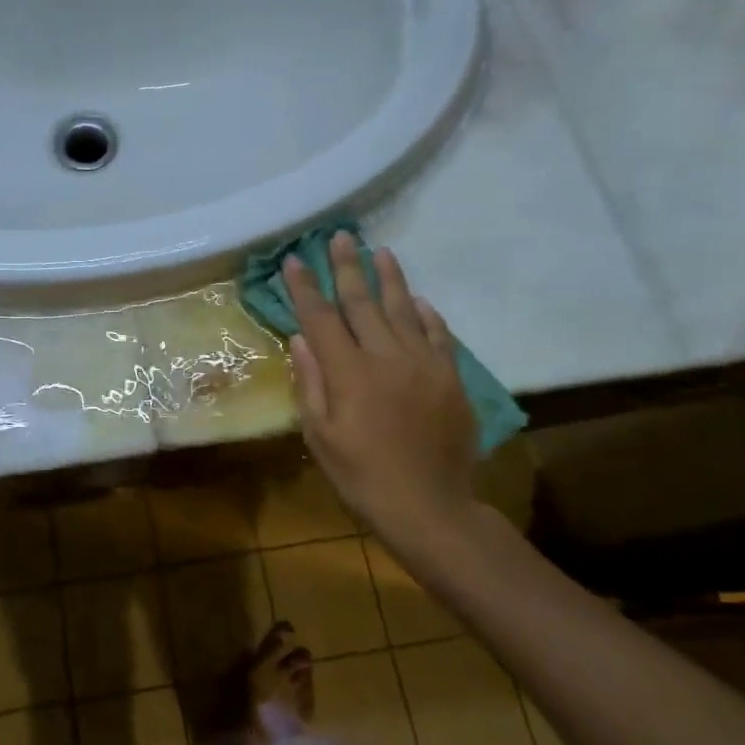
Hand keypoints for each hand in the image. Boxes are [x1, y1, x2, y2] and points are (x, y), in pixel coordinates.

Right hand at [284, 235, 478, 548]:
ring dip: (389, 278)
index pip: (320, 318)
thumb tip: (300, 339)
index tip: (294, 259)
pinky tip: (419, 300)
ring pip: (403, 309)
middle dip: (348, 267)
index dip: (305, 287)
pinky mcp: (450, 378)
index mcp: (348, 372)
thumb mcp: (320, 437)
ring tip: (380, 251)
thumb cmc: (363, 477)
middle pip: (362, 302)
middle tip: (340, 237)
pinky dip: (427, 314)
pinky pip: (439, 335)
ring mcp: (423, 364)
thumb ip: (310, 383)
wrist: (431, 508)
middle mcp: (386, 357)